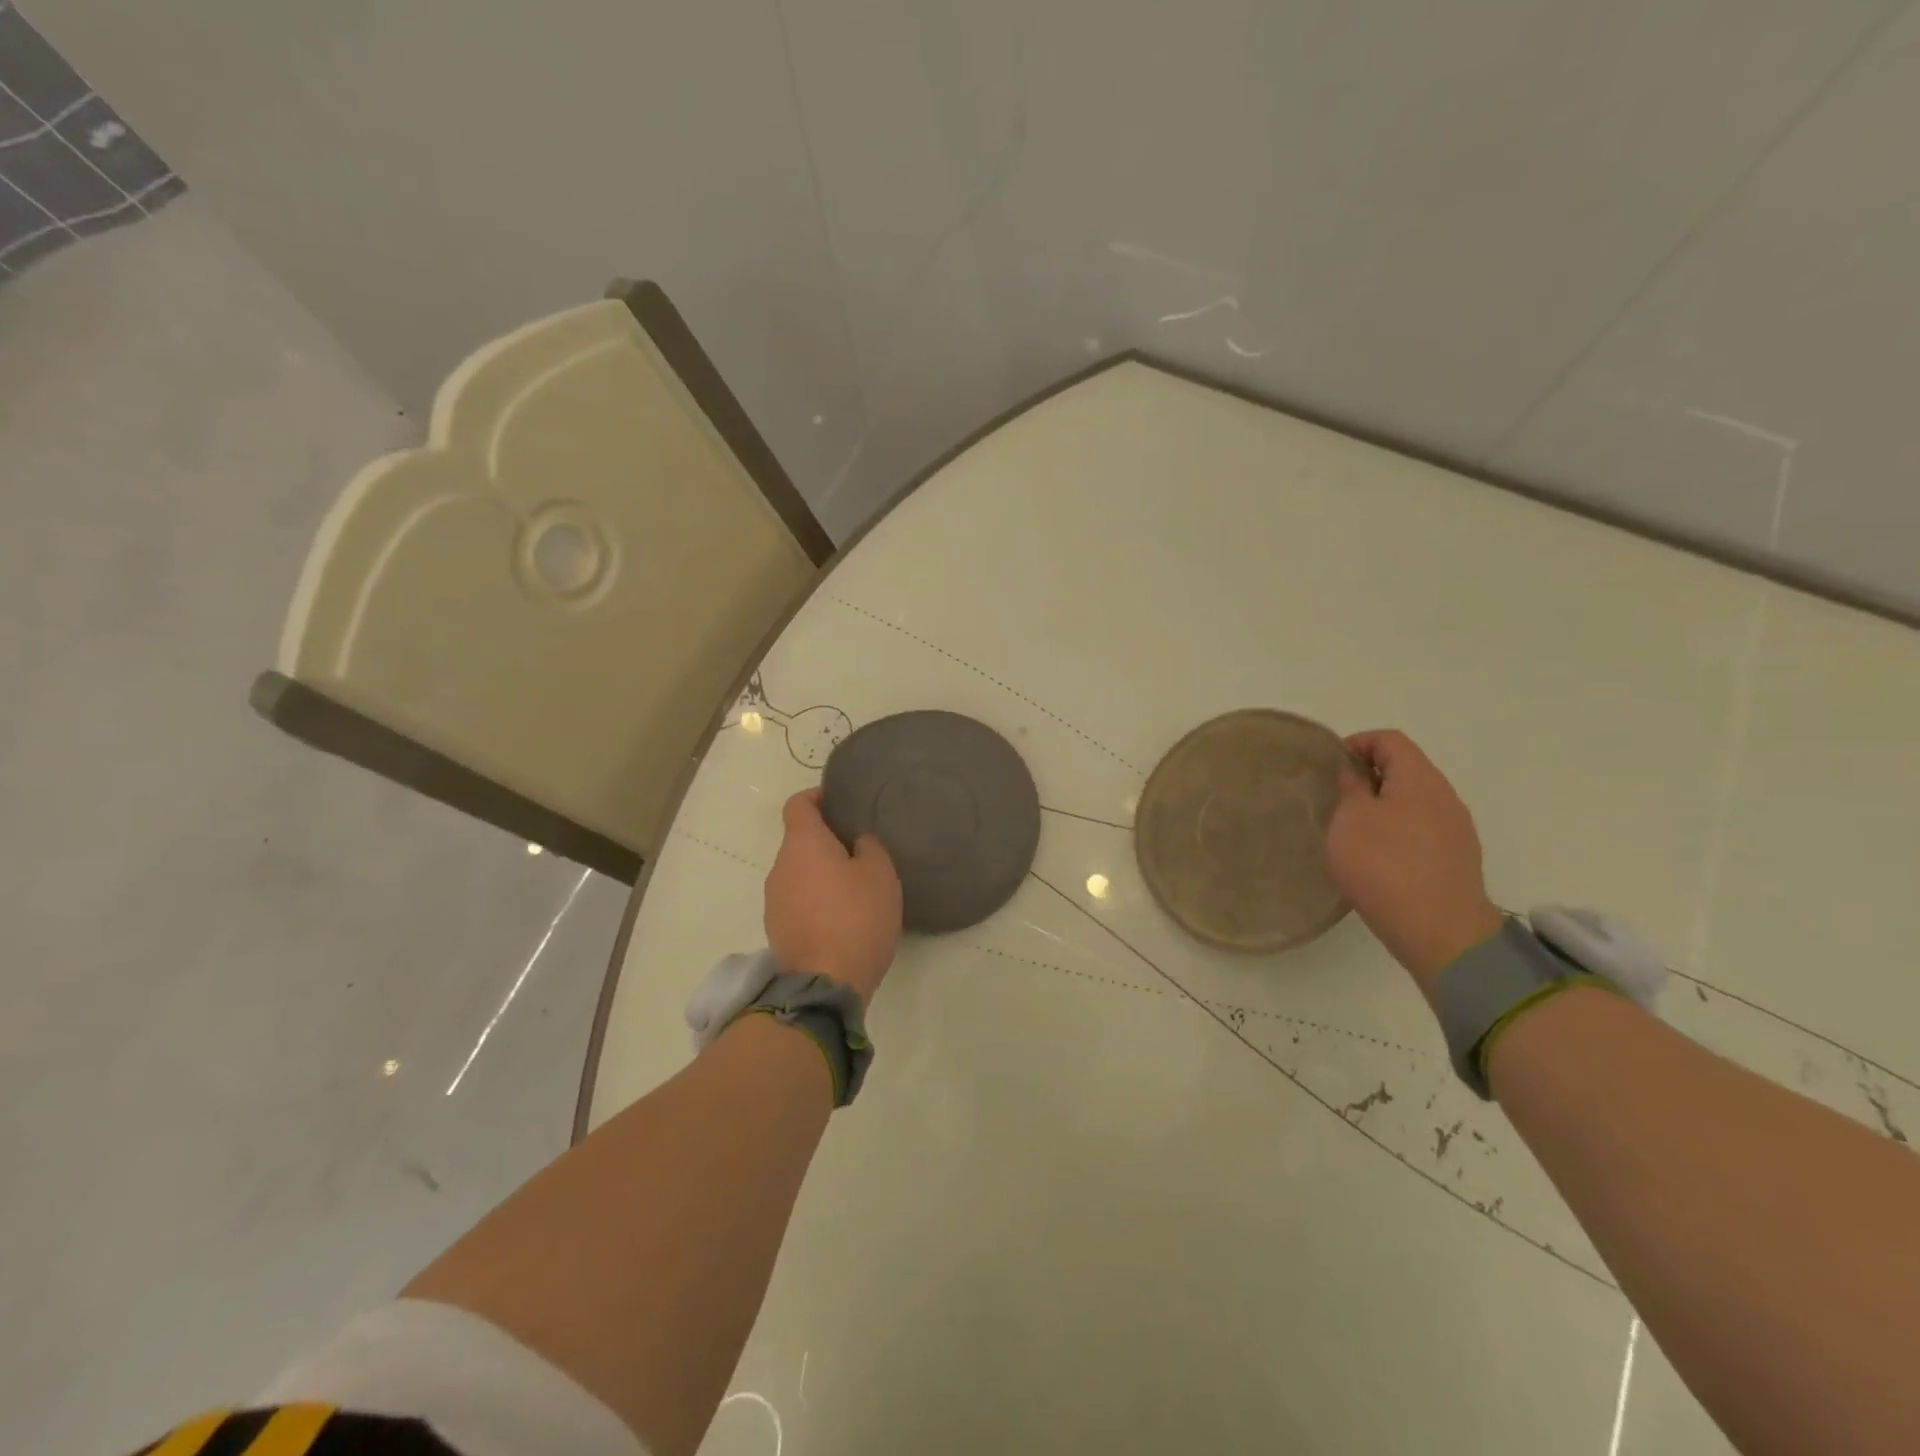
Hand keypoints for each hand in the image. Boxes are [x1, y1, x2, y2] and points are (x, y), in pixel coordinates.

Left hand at [764, 789, 902, 1003]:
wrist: (825, 984)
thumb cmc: (856, 918)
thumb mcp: (879, 875)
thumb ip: (869, 847)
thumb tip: (857, 843)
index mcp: (802, 844)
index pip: (798, 804)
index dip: (818, 798)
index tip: (841, 803)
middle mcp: (780, 867)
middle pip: (799, 840)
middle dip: (826, 840)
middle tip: (860, 849)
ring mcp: (774, 900)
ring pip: (798, 872)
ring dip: (821, 873)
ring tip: (854, 886)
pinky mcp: (777, 929)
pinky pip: (797, 900)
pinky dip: (815, 900)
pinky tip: (842, 916)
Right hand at [1326, 729, 1503, 985]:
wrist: (1439, 930)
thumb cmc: (1384, 864)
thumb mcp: (1351, 820)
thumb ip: (1352, 788)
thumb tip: (1357, 773)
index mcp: (1420, 779)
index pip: (1390, 740)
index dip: (1358, 743)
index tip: (1331, 765)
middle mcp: (1445, 797)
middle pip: (1406, 769)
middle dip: (1370, 776)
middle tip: (1338, 798)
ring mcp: (1456, 830)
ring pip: (1415, 802)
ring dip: (1384, 806)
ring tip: (1354, 829)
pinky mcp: (1457, 859)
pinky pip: (1423, 830)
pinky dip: (1398, 831)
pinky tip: (1378, 857)